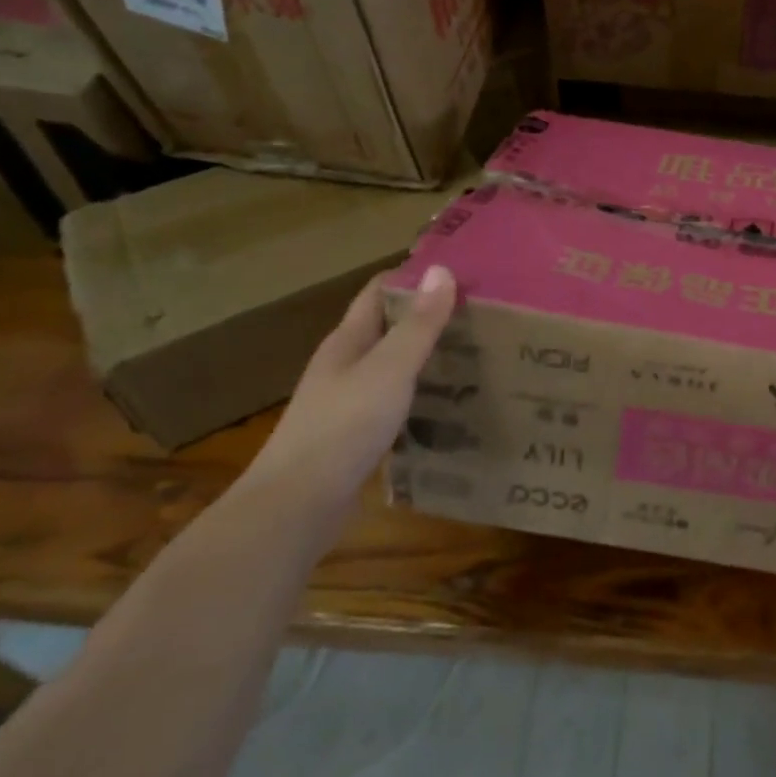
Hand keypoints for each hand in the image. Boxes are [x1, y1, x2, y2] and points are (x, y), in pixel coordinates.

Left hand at [240, 265, 456, 519]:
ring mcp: (346, 402)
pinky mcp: (354, 435)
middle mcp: (344, 365)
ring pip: (392, 366)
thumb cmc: (343, 427)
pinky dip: (420, 393)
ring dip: (426, 356)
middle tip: (479, 313)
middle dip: (427, 316)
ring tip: (474, 353)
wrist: (296, 507)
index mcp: (348, 341)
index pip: (379, 291)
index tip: (460, 271)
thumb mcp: (389, 369)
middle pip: (387, 327)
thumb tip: (441, 270)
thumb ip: (418, 325)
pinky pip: (394, 401)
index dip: (413, 276)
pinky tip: (448, 403)